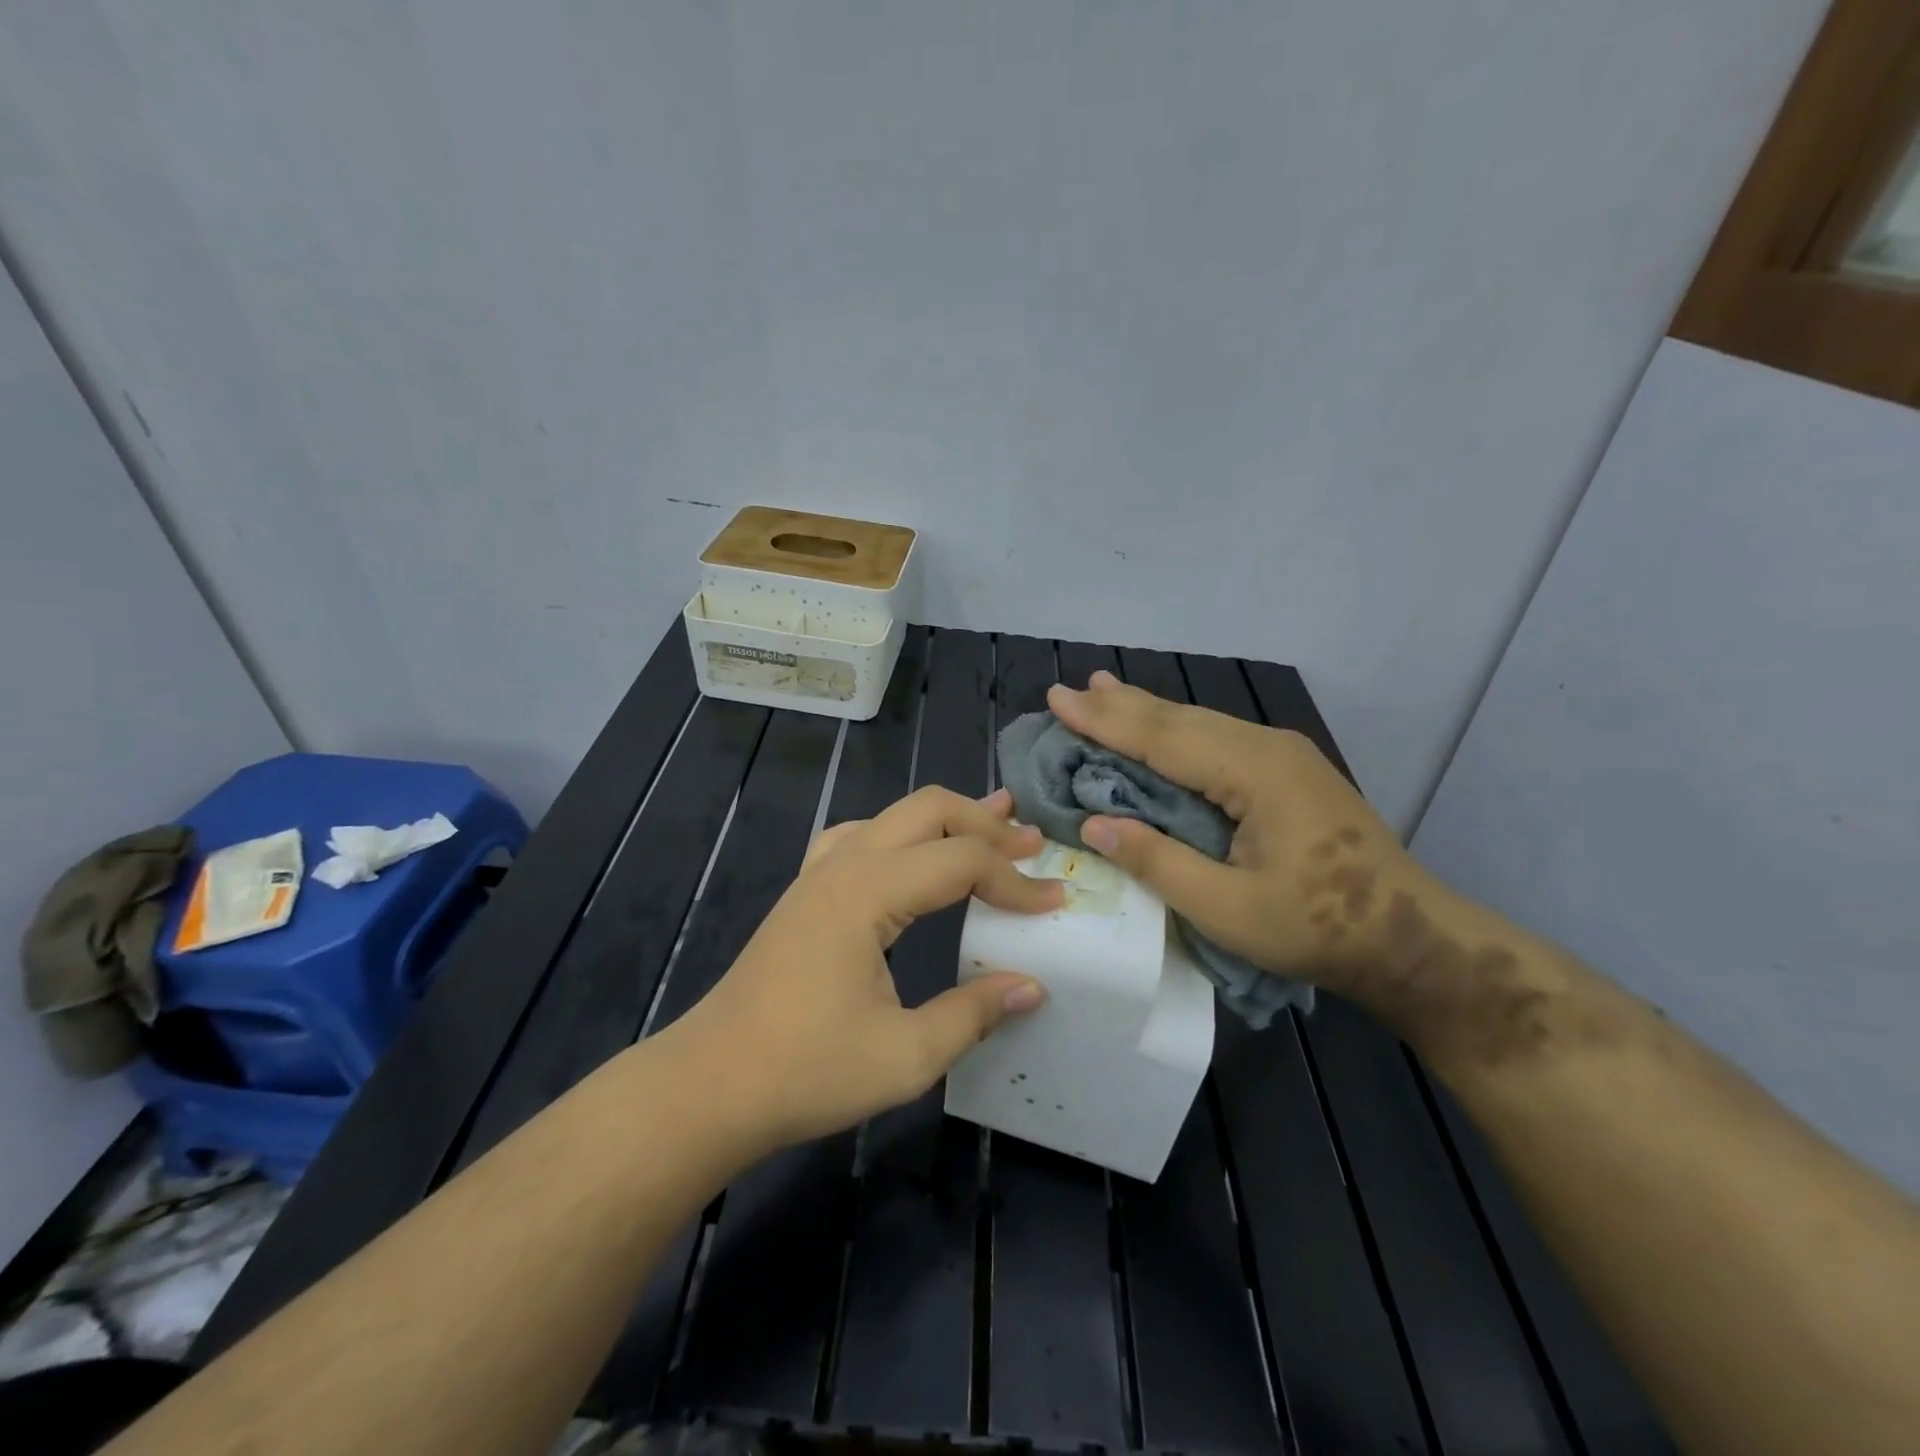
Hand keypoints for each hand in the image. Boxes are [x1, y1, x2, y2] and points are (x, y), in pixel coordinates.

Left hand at [672, 786, 1062, 1151]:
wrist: (711, 1084)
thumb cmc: (805, 1071)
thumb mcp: (904, 1055)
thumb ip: (973, 1014)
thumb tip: (1032, 987)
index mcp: (868, 891)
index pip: (961, 861)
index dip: (1015, 879)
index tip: (1056, 901)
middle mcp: (844, 864)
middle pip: (929, 810)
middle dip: (986, 822)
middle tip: (1030, 845)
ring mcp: (818, 872)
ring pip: (894, 816)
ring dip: (947, 820)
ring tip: (992, 822)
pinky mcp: (806, 891)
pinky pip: (861, 837)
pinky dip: (903, 835)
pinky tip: (912, 854)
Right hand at [1047, 671, 1435, 991]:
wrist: (1409, 936)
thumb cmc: (1316, 927)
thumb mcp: (1227, 908)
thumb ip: (1158, 862)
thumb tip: (1094, 824)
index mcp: (1254, 773)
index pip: (1162, 739)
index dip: (1105, 721)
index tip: (1057, 700)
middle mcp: (1267, 747)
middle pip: (1179, 719)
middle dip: (1120, 706)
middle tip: (1069, 690)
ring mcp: (1283, 755)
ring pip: (1199, 723)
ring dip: (1147, 711)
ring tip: (1103, 690)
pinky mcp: (1289, 770)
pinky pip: (1218, 738)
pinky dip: (1176, 730)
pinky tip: (1162, 725)